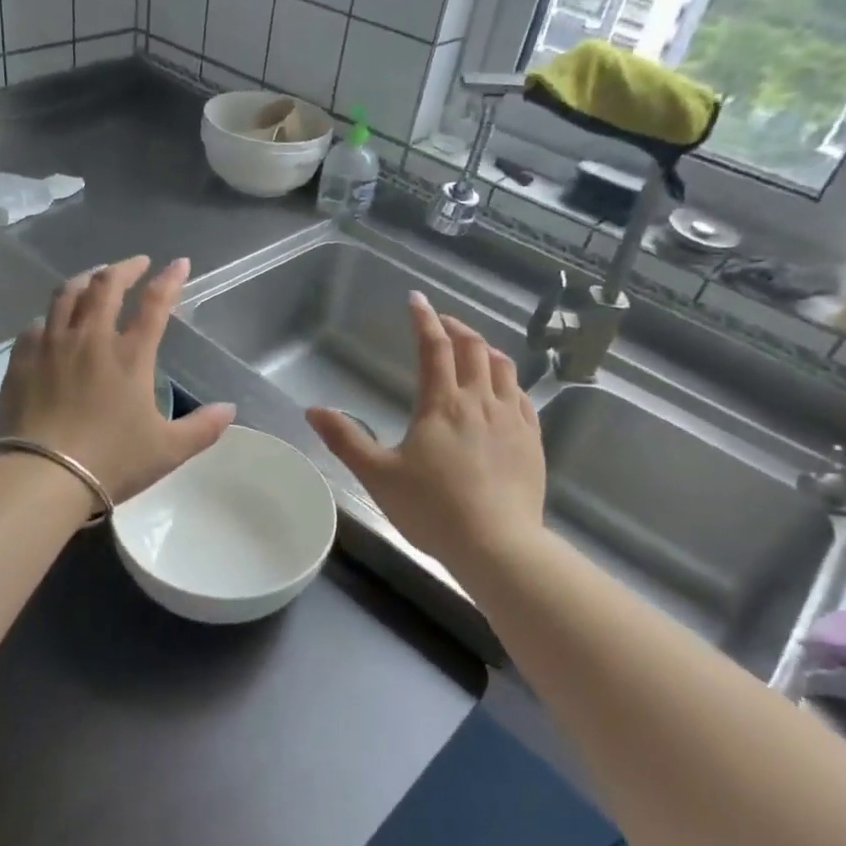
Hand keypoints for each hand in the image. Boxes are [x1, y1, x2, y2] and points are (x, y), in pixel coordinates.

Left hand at [0, 256, 234, 503]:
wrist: (43, 476)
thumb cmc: (111, 461)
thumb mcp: (168, 450)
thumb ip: (202, 428)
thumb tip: (229, 409)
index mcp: (130, 356)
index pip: (154, 304)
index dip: (169, 280)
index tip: (179, 264)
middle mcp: (91, 338)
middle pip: (106, 285)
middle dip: (125, 268)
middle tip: (136, 264)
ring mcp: (52, 345)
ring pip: (67, 294)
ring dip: (86, 279)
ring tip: (94, 277)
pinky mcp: (22, 359)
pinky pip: (36, 324)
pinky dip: (51, 316)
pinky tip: (52, 322)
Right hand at [307, 292, 545, 567]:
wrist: (498, 546)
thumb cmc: (432, 509)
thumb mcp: (377, 475)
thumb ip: (345, 440)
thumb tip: (312, 410)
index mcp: (442, 404)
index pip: (434, 347)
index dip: (424, 319)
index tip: (416, 299)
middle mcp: (481, 401)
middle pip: (473, 349)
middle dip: (456, 328)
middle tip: (441, 323)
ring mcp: (512, 419)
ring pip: (504, 368)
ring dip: (485, 350)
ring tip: (473, 349)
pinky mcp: (532, 441)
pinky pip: (524, 397)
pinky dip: (509, 381)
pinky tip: (504, 391)